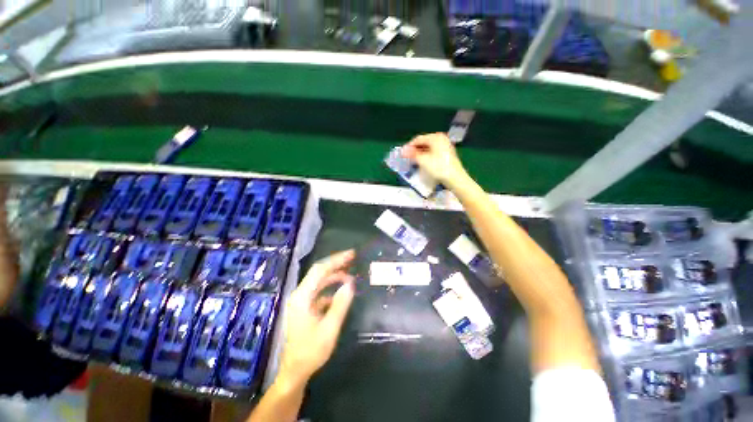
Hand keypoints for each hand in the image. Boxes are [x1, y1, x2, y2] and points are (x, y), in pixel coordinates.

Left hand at [277, 250, 355, 386]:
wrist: (295, 372)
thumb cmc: (311, 352)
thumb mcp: (329, 328)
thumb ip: (340, 304)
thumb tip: (350, 284)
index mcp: (302, 297)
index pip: (319, 270)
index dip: (336, 260)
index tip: (351, 254)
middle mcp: (300, 295)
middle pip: (319, 273)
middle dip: (336, 264)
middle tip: (353, 259)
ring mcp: (301, 301)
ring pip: (319, 281)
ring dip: (334, 276)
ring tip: (350, 274)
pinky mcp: (305, 307)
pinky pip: (319, 292)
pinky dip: (331, 288)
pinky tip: (341, 292)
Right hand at [401, 133, 468, 187]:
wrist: (455, 178)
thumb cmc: (438, 167)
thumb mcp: (423, 160)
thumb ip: (412, 154)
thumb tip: (403, 150)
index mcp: (436, 137)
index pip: (418, 139)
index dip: (409, 146)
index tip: (403, 153)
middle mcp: (441, 138)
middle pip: (424, 142)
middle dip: (415, 150)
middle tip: (407, 158)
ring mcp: (445, 146)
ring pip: (429, 148)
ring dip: (420, 153)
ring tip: (413, 161)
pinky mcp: (447, 153)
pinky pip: (434, 152)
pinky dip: (427, 155)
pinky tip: (423, 162)